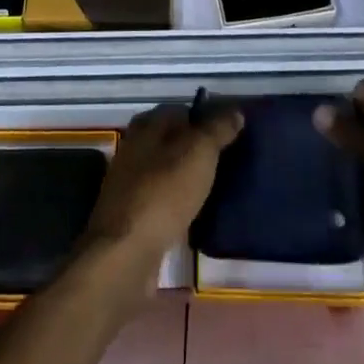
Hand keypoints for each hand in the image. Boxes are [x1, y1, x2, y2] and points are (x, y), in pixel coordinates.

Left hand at [85, 102, 242, 265]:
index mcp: (146, 125)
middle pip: (171, 140)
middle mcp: (134, 148)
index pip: (180, 110)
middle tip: (228, 160)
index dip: (205, 118)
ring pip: (166, 170)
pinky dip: (178, 202)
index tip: (230, 133)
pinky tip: (195, 213)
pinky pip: (162, 199)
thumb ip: (218, 129)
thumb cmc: (164, 192)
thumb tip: (236, 112)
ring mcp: (130, 183)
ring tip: (217, 186)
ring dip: (187, 176)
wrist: (126, 252)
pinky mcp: (131, 215)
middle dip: (196, 148)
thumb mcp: (199, 152)